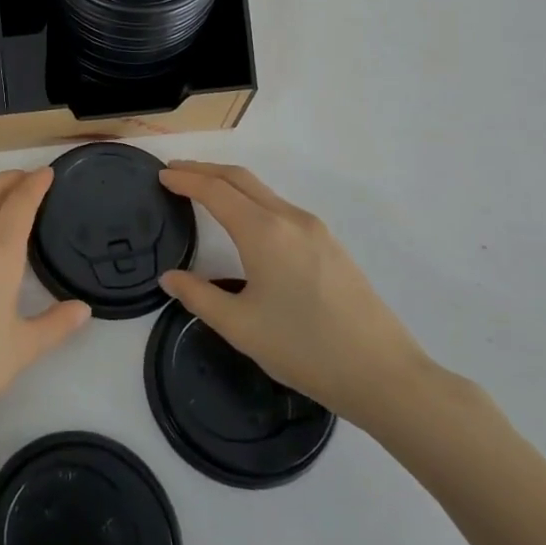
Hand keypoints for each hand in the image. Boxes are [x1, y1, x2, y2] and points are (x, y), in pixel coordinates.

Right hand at [158, 161, 431, 429]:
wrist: (385, 375)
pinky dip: (251, 199)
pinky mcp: (330, 244)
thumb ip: (199, 296)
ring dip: (229, 183)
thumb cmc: (305, 350)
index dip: (185, 180)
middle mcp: (289, 218)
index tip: (160, 176)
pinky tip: (245, 219)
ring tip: (203, 190)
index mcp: (263, 232)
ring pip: (262, 191)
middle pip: (239, 178)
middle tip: (174, 171)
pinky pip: (280, 206)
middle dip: (204, 170)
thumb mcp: (240, 327)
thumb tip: (169, 278)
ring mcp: (314, 229)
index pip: (215, 191)